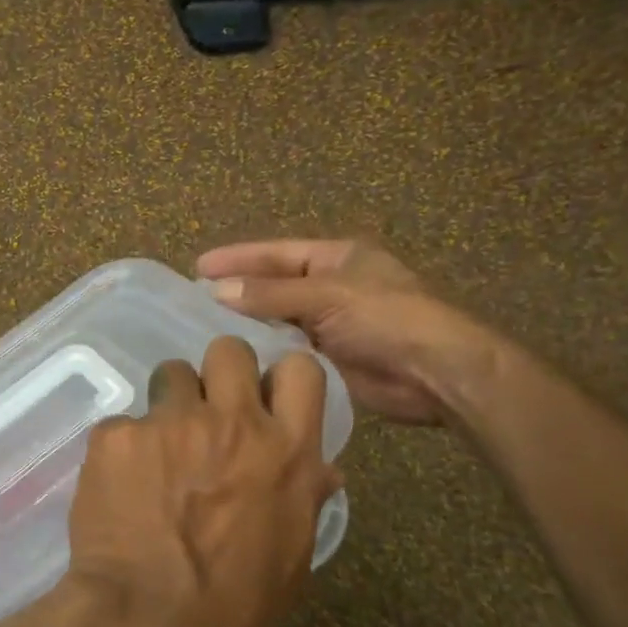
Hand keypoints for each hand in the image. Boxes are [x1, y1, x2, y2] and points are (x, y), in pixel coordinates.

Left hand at [29, 337, 341, 626]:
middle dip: (218, 373)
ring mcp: (171, 423)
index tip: (264, 399)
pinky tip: (118, 487)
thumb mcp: (290, 563)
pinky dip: (123, 448)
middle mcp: (233, 423)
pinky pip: (123, 423)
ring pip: (170, 374)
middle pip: (229, 350)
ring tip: (156, 450)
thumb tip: (325, 470)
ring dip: (167, 405)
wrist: (144, 625)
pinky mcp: (118, 436)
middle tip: (205, 413)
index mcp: (286, 453)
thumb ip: (304, 500)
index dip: (280, 378)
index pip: (301, 369)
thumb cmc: (230, 611)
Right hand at [196, 238, 498, 424]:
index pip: (276, 253)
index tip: (198, 267)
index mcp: (336, 258)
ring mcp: (330, 324)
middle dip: (238, 292)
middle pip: (274, 286)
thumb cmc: (387, 318)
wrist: (435, 373)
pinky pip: (288, 350)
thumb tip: (218, 291)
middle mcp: (330, 287)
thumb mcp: (327, 296)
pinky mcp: (329, 359)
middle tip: (192, 302)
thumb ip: (271, 294)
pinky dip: (264, 351)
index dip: (238, 258)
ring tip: (202, 330)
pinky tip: (233, 358)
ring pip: (278, 320)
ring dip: (247, 324)